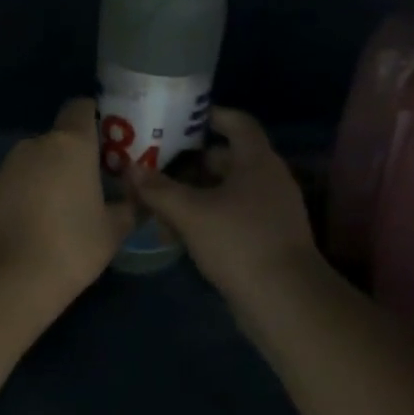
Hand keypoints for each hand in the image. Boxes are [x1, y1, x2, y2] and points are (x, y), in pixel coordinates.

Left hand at [0, 99, 135, 308]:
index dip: (95, 119)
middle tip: (92, 187)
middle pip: (59, 138)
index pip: (81, 107)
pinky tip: (37, 226)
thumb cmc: (72, 247)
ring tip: (64, 212)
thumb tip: (138, 197)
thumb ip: (129, 206)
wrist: (10, 279)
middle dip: (74, 157)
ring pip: (36, 161)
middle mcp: (35, 144)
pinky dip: (29, 194)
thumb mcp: (113, 230)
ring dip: (50, 176)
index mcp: (70, 144)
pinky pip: (17, 182)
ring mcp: (7, 167)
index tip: (108, 145)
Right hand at [126, 108, 319, 307]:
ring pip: (227, 192)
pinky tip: (180, 235)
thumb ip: (158, 189)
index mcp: (257, 162)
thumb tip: (130, 169)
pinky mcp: (266, 239)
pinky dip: (207, 218)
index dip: (213, 115)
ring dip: (196, 194)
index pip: (239, 124)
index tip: (185, 118)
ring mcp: (271, 212)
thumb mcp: (190, 213)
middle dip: (193, 162)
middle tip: (159, 164)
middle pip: (229, 159)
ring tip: (161, 202)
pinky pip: (232, 217)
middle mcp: (268, 180)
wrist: (283, 299)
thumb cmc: (238, 242)